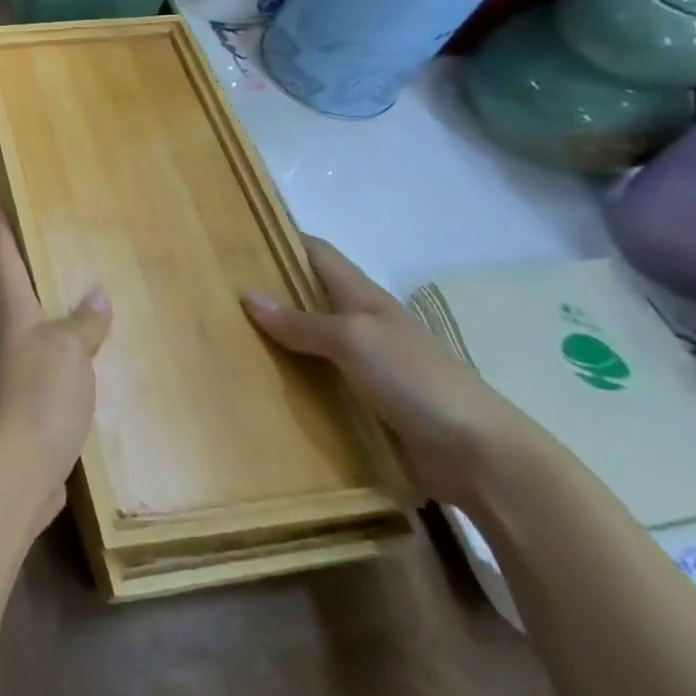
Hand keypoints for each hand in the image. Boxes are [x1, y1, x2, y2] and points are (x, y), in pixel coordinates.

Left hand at [0, 214, 111, 532]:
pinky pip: (16, 356)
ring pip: (0, 322)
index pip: (5, 263)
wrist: (18, 464)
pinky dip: (20, 340)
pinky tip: (34, 352)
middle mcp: (4, 335)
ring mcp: (6, 369)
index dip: (0, 236)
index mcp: (14, 313)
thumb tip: (96, 294)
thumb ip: (84, 322)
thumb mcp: (72, 350)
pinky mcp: (16, 400)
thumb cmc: (42, 394)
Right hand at [243, 237, 541, 509]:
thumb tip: (247, 296)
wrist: (481, 458)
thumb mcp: (354, 340)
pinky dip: (291, 383)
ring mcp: (365, 368)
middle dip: (267, 292)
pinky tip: (258, 388)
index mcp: (363, 298)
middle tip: (215, 292)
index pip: (317, 253)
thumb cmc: (417, 380)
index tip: (237, 236)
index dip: (281, 240)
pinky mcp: (366, 407)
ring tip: (224, 339)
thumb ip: (301, 322)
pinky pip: (318, 386)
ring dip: (275, 342)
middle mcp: (361, 325)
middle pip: (307, 297)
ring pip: (309, 343)